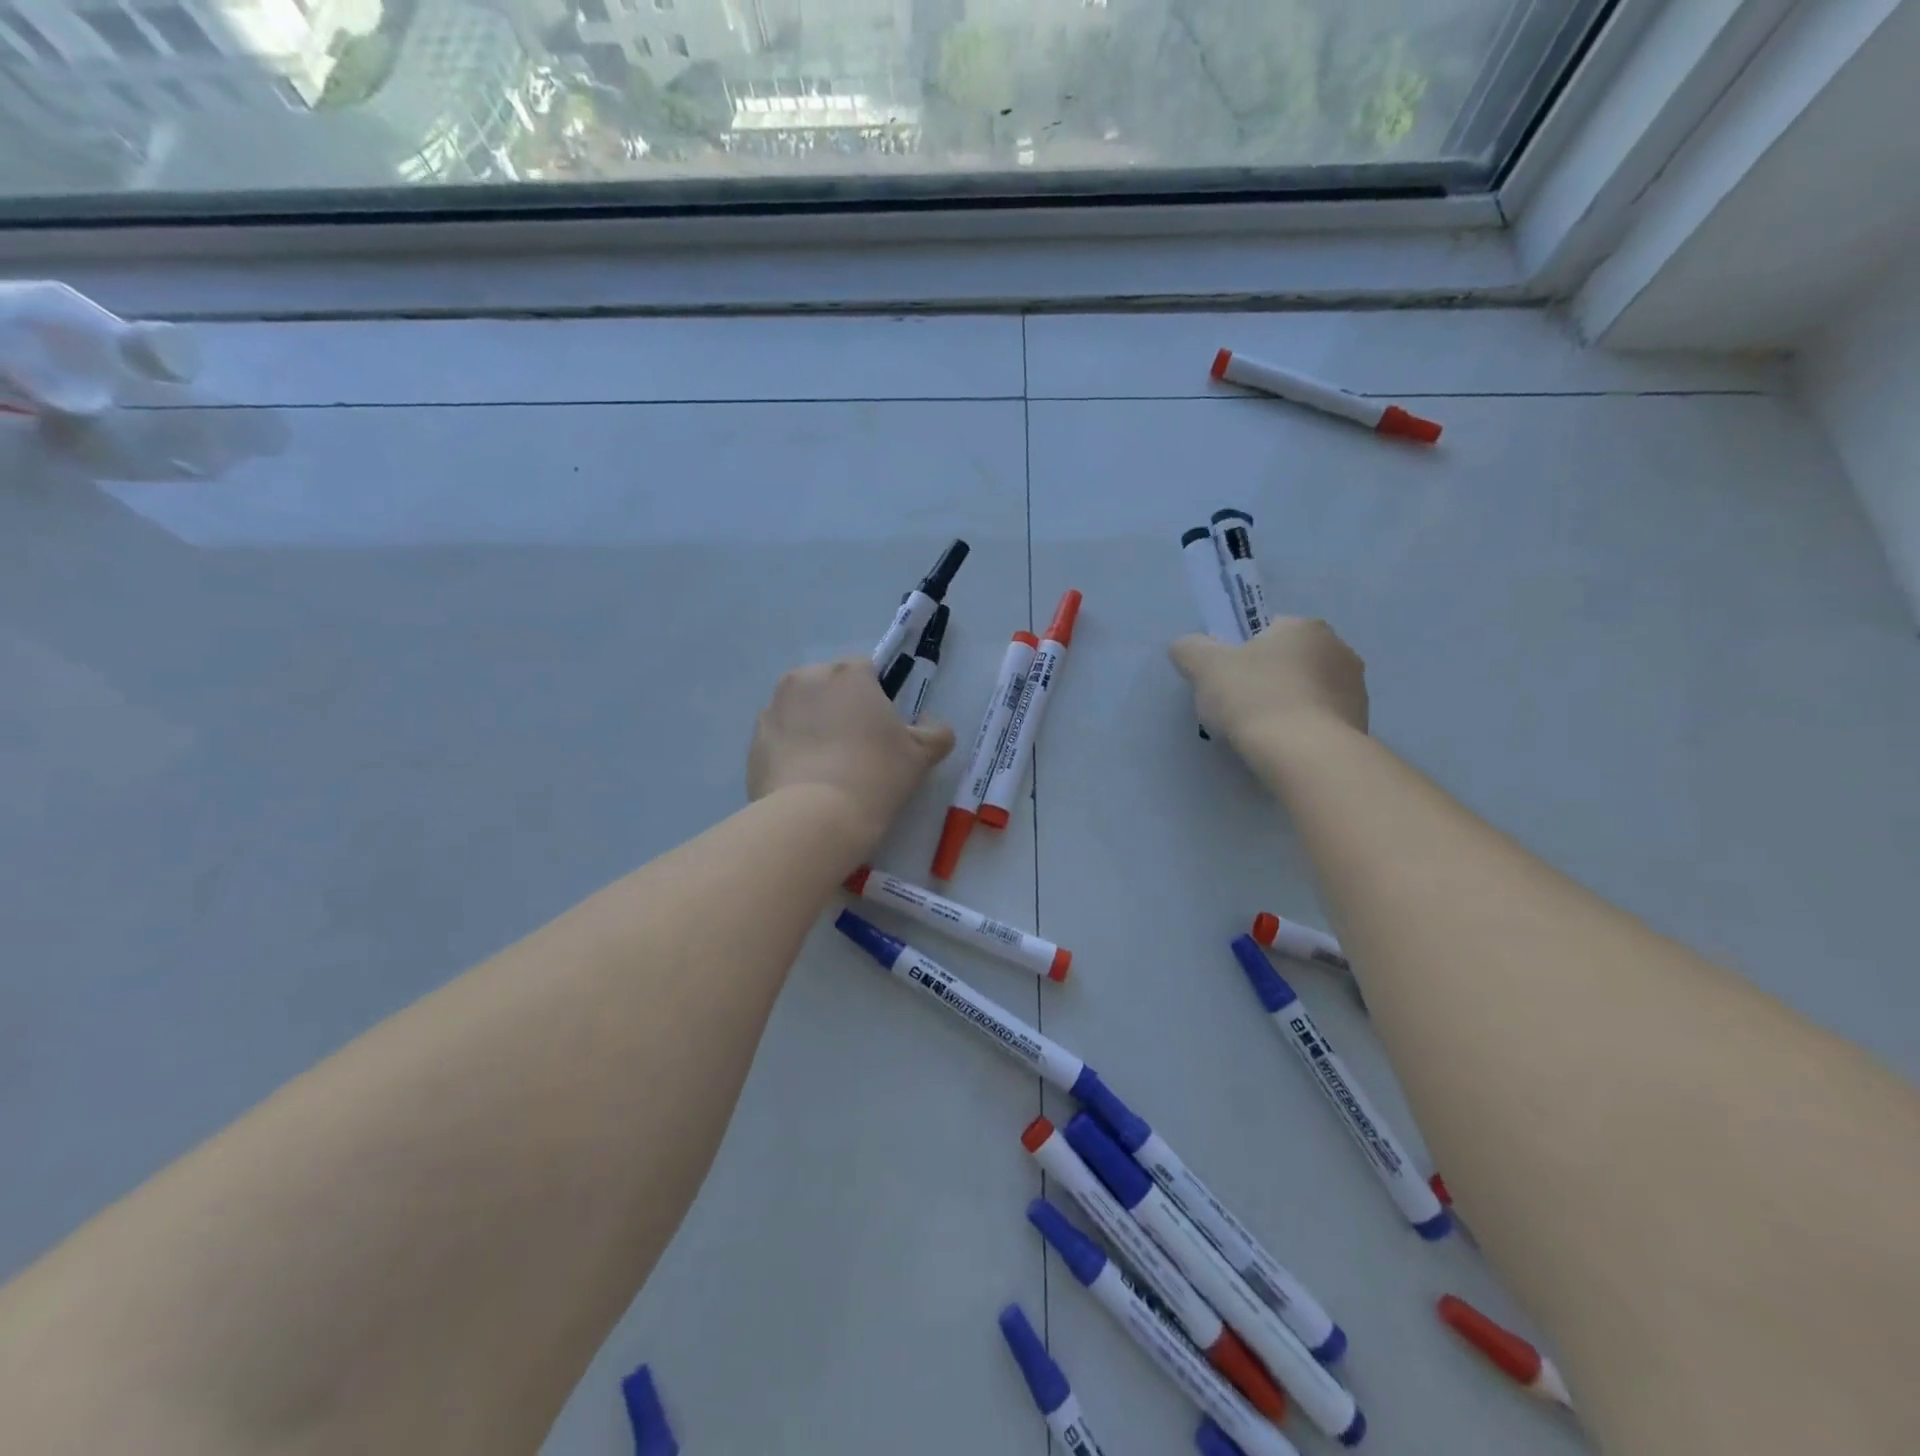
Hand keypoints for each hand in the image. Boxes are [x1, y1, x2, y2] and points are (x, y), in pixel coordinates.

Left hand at [747, 657, 955, 856]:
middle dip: (840, 707)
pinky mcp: (753, 741)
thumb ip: (936, 734)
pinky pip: (779, 737)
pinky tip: (805, 781)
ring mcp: (773, 709)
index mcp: (847, 674)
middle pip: (828, 685)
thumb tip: (933, 725)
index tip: (881, 729)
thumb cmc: (875, 776)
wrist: (814, 818)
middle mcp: (805, 679)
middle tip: (856, 748)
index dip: (876, 697)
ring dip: (812, 726)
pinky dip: (790, 750)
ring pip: (800, 709)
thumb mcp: (920, 756)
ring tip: (828, 768)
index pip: (865, 670)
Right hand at [1170, 619, 1368, 748]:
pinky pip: (1321, 721)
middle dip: (1266, 679)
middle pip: (1288, 661)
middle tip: (1237, 707)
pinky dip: (1302, 730)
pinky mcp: (1361, 724)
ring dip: (1286, 705)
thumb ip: (1191, 649)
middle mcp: (1339, 649)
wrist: (1305, 754)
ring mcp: (1355, 689)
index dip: (1240, 653)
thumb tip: (1186, 646)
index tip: (1225, 679)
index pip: (1267, 631)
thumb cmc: (1255, 698)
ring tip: (1259, 734)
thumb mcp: (1205, 667)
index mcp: (1305, 627)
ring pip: (1307, 691)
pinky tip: (1283, 748)